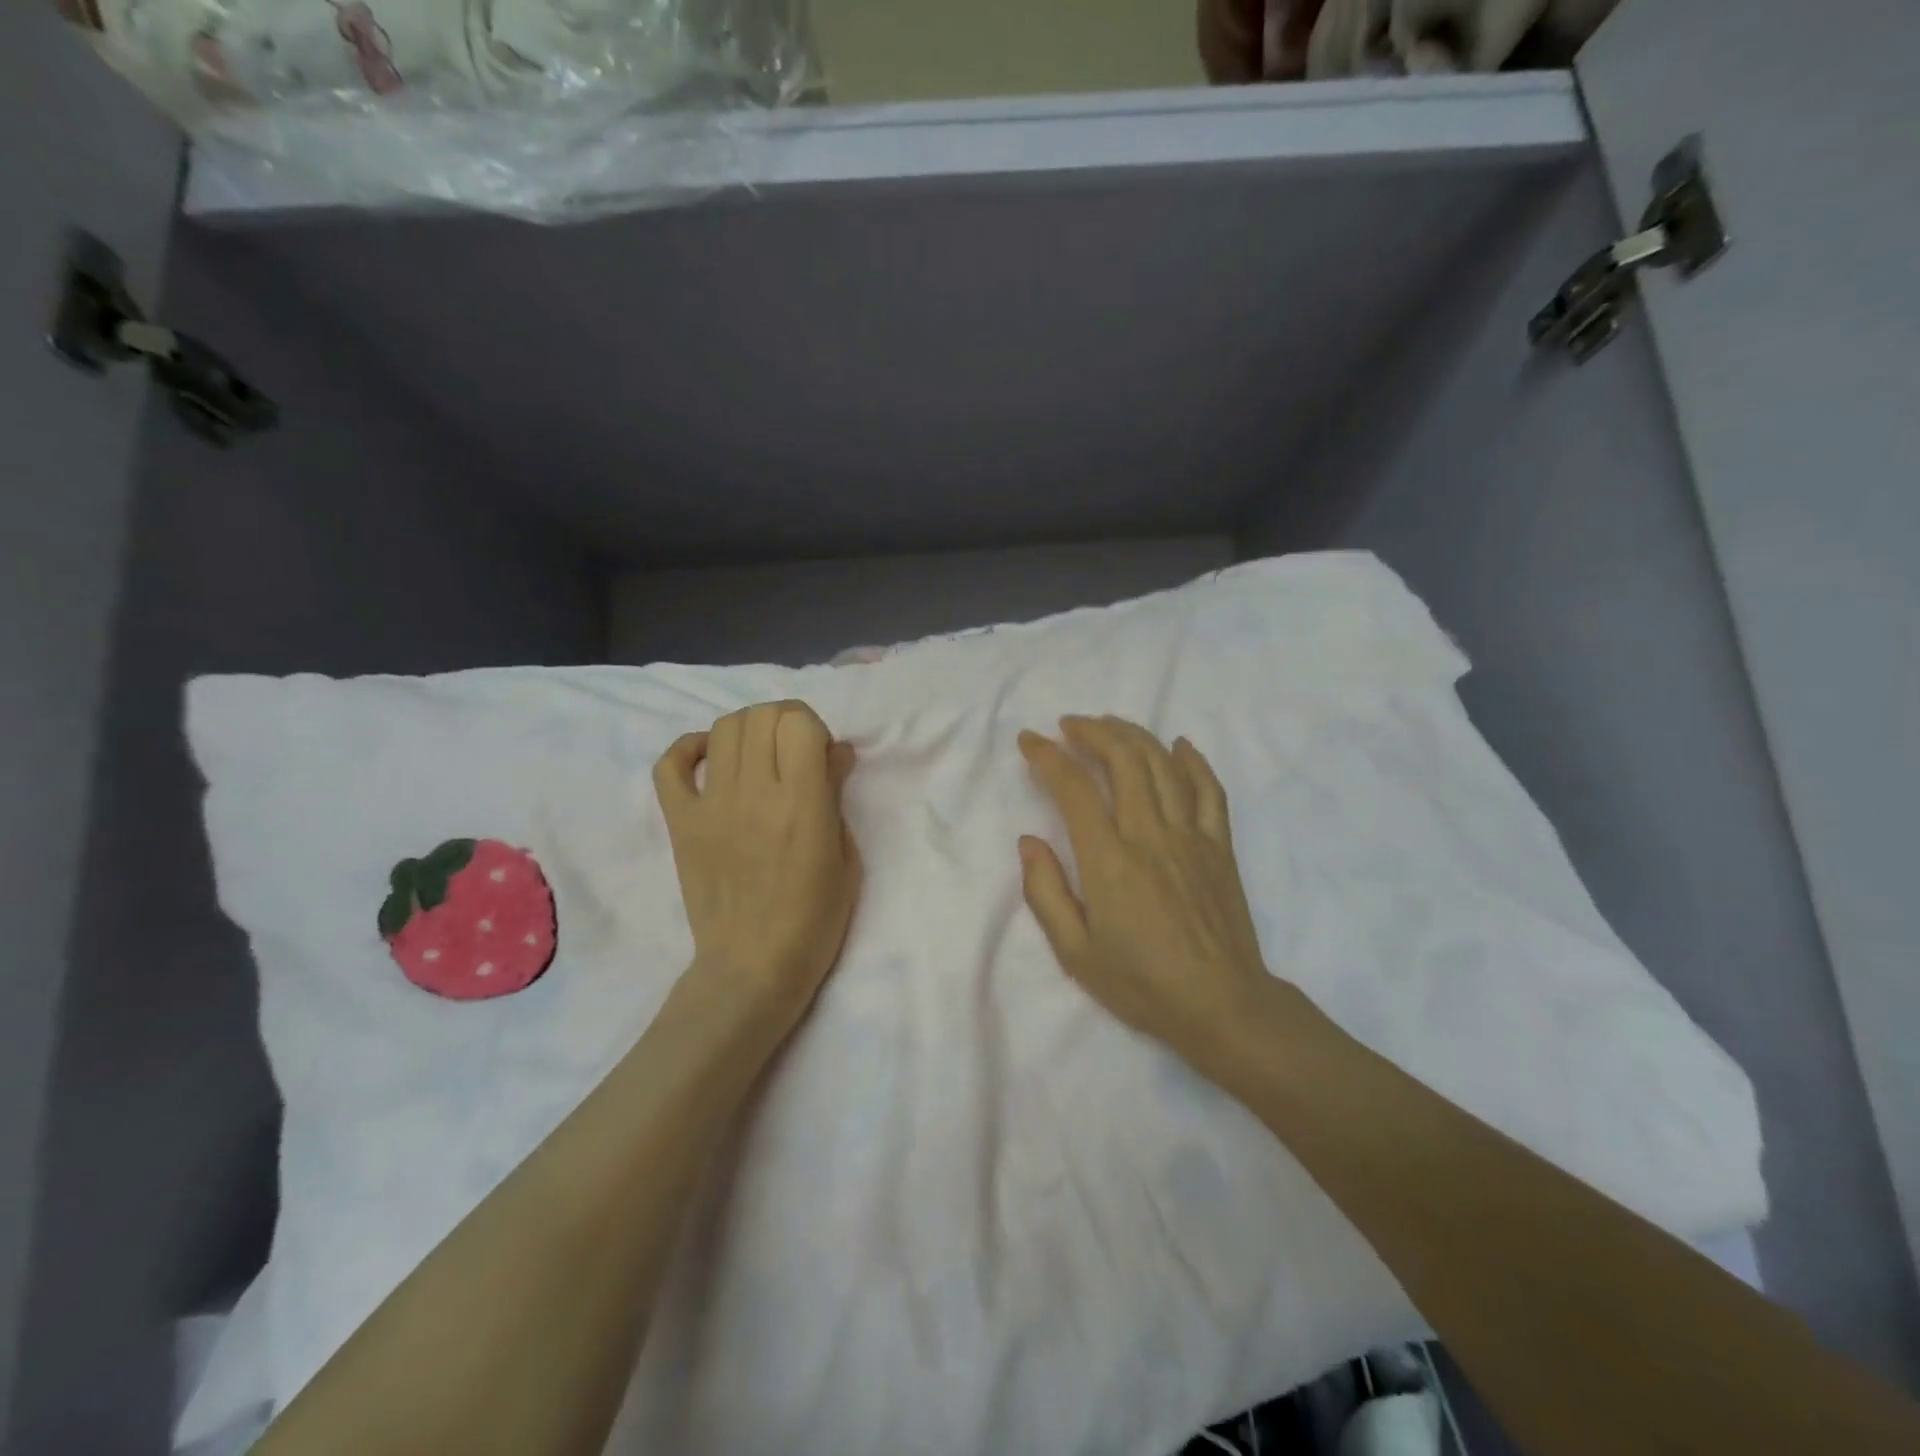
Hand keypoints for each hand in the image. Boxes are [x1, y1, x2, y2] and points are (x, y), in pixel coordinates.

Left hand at [654, 702, 861, 1033]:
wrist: (753, 966)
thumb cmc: (814, 919)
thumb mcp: (846, 858)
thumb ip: (836, 796)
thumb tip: (834, 751)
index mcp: (802, 804)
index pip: (798, 723)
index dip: (813, 727)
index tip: (820, 752)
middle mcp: (754, 793)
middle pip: (761, 716)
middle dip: (784, 720)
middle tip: (794, 749)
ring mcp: (710, 805)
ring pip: (722, 729)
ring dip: (748, 729)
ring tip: (759, 753)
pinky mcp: (681, 822)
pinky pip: (669, 765)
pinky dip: (688, 748)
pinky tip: (710, 758)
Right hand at [1018, 717, 1273, 1068]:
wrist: (1221, 1005)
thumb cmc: (1142, 984)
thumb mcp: (1075, 953)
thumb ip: (1045, 892)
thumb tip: (1029, 841)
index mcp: (1110, 861)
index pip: (1074, 789)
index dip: (1048, 757)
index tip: (1030, 741)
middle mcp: (1150, 835)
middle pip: (1123, 760)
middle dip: (1093, 732)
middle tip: (1070, 725)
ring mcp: (1191, 836)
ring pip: (1163, 765)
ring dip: (1134, 735)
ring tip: (1110, 726)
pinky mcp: (1220, 846)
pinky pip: (1210, 790)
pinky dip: (1194, 761)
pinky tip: (1179, 745)